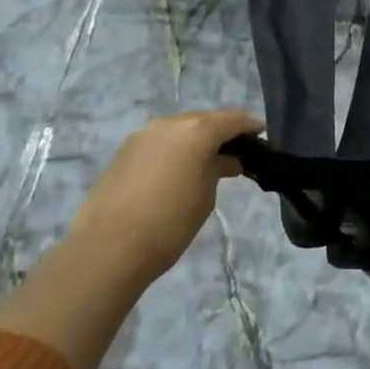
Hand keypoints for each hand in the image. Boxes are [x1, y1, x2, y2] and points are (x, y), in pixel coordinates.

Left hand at [70, 108, 262, 283]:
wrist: (106, 249)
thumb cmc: (170, 222)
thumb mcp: (206, 195)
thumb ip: (219, 169)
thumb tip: (226, 160)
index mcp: (196, 130)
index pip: (233, 119)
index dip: (251, 127)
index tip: (263, 138)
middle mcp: (169, 124)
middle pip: (205, 119)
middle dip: (223, 132)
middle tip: (238, 152)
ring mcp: (142, 136)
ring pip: (180, 129)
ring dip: (197, 140)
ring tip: (209, 162)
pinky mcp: (123, 152)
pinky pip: (160, 142)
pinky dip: (176, 149)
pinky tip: (180, 169)